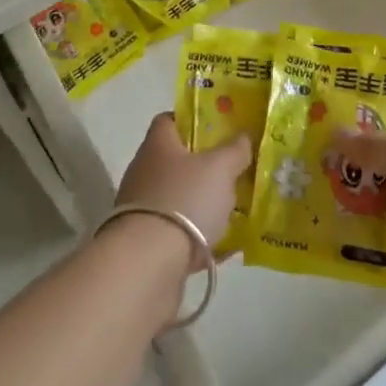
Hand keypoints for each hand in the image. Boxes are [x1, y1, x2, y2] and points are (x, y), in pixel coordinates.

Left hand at [114, 113, 250, 253]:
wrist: (148, 266)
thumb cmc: (184, 200)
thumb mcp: (220, 168)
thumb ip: (235, 150)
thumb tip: (243, 136)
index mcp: (157, 145)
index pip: (169, 120)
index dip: (192, 120)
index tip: (217, 129)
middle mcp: (144, 172)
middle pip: (176, 160)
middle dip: (203, 166)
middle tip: (232, 171)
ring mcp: (142, 210)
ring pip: (178, 198)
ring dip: (201, 204)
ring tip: (232, 211)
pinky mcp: (145, 244)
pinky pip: (178, 234)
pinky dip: (198, 237)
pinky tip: (224, 246)